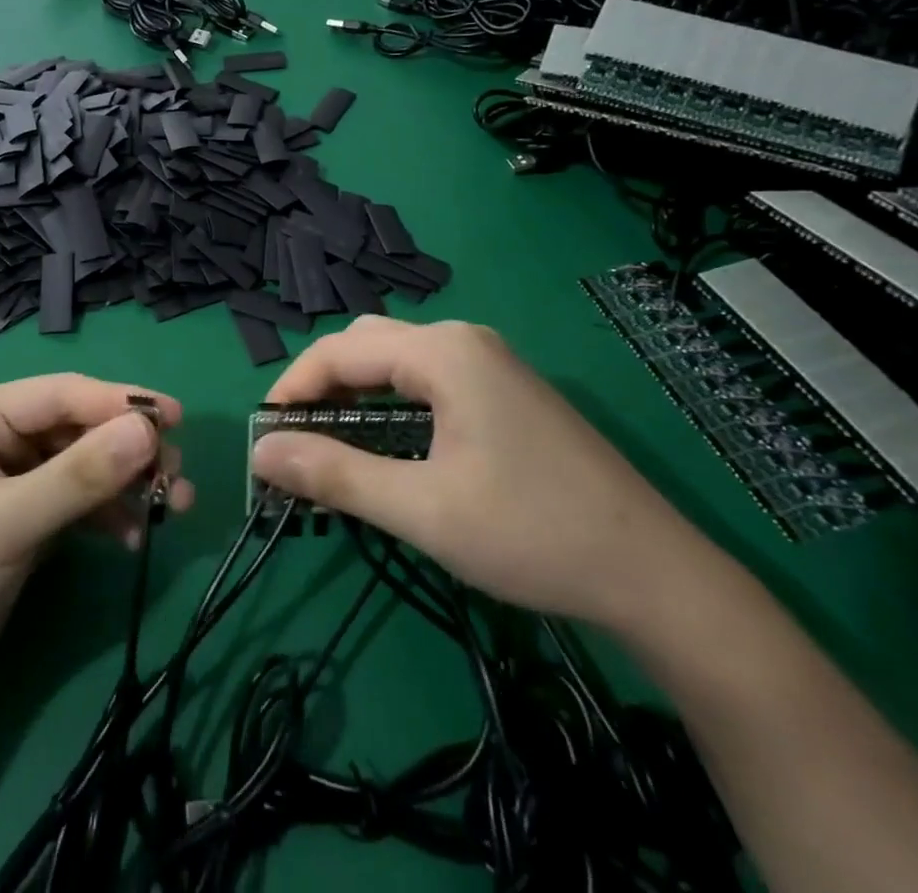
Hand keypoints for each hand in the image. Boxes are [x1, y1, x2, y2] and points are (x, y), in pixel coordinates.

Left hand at [0, 374, 195, 744]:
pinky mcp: (27, 529)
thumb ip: (78, 477)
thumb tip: (148, 430)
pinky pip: (81, 506)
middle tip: (178, 475)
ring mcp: (15, 486)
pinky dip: (111, 516)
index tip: (177, 420)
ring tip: (174, 505)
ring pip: (87, 467)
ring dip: (129, 482)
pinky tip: (134, 539)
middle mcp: (0, 441)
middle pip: (81, 428)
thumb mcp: (5, 523)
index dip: (121, 402)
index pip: (64, 394)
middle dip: (130, 448)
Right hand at [249, 317, 705, 631]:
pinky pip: (428, 380)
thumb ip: (334, 476)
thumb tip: (260, 454)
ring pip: (397, 362)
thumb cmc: (532, 534)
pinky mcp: (506, 391)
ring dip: (355, 397)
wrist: (658, 577)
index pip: (340, 350)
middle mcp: (464, 340)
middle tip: (296, 443)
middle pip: (366, 345)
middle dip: (322, 387)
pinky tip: (387, 448)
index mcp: (444, 351)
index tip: (264, 438)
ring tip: (331, 449)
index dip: (292, 389)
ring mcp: (491, 363)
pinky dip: (391, 405)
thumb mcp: (422, 510)